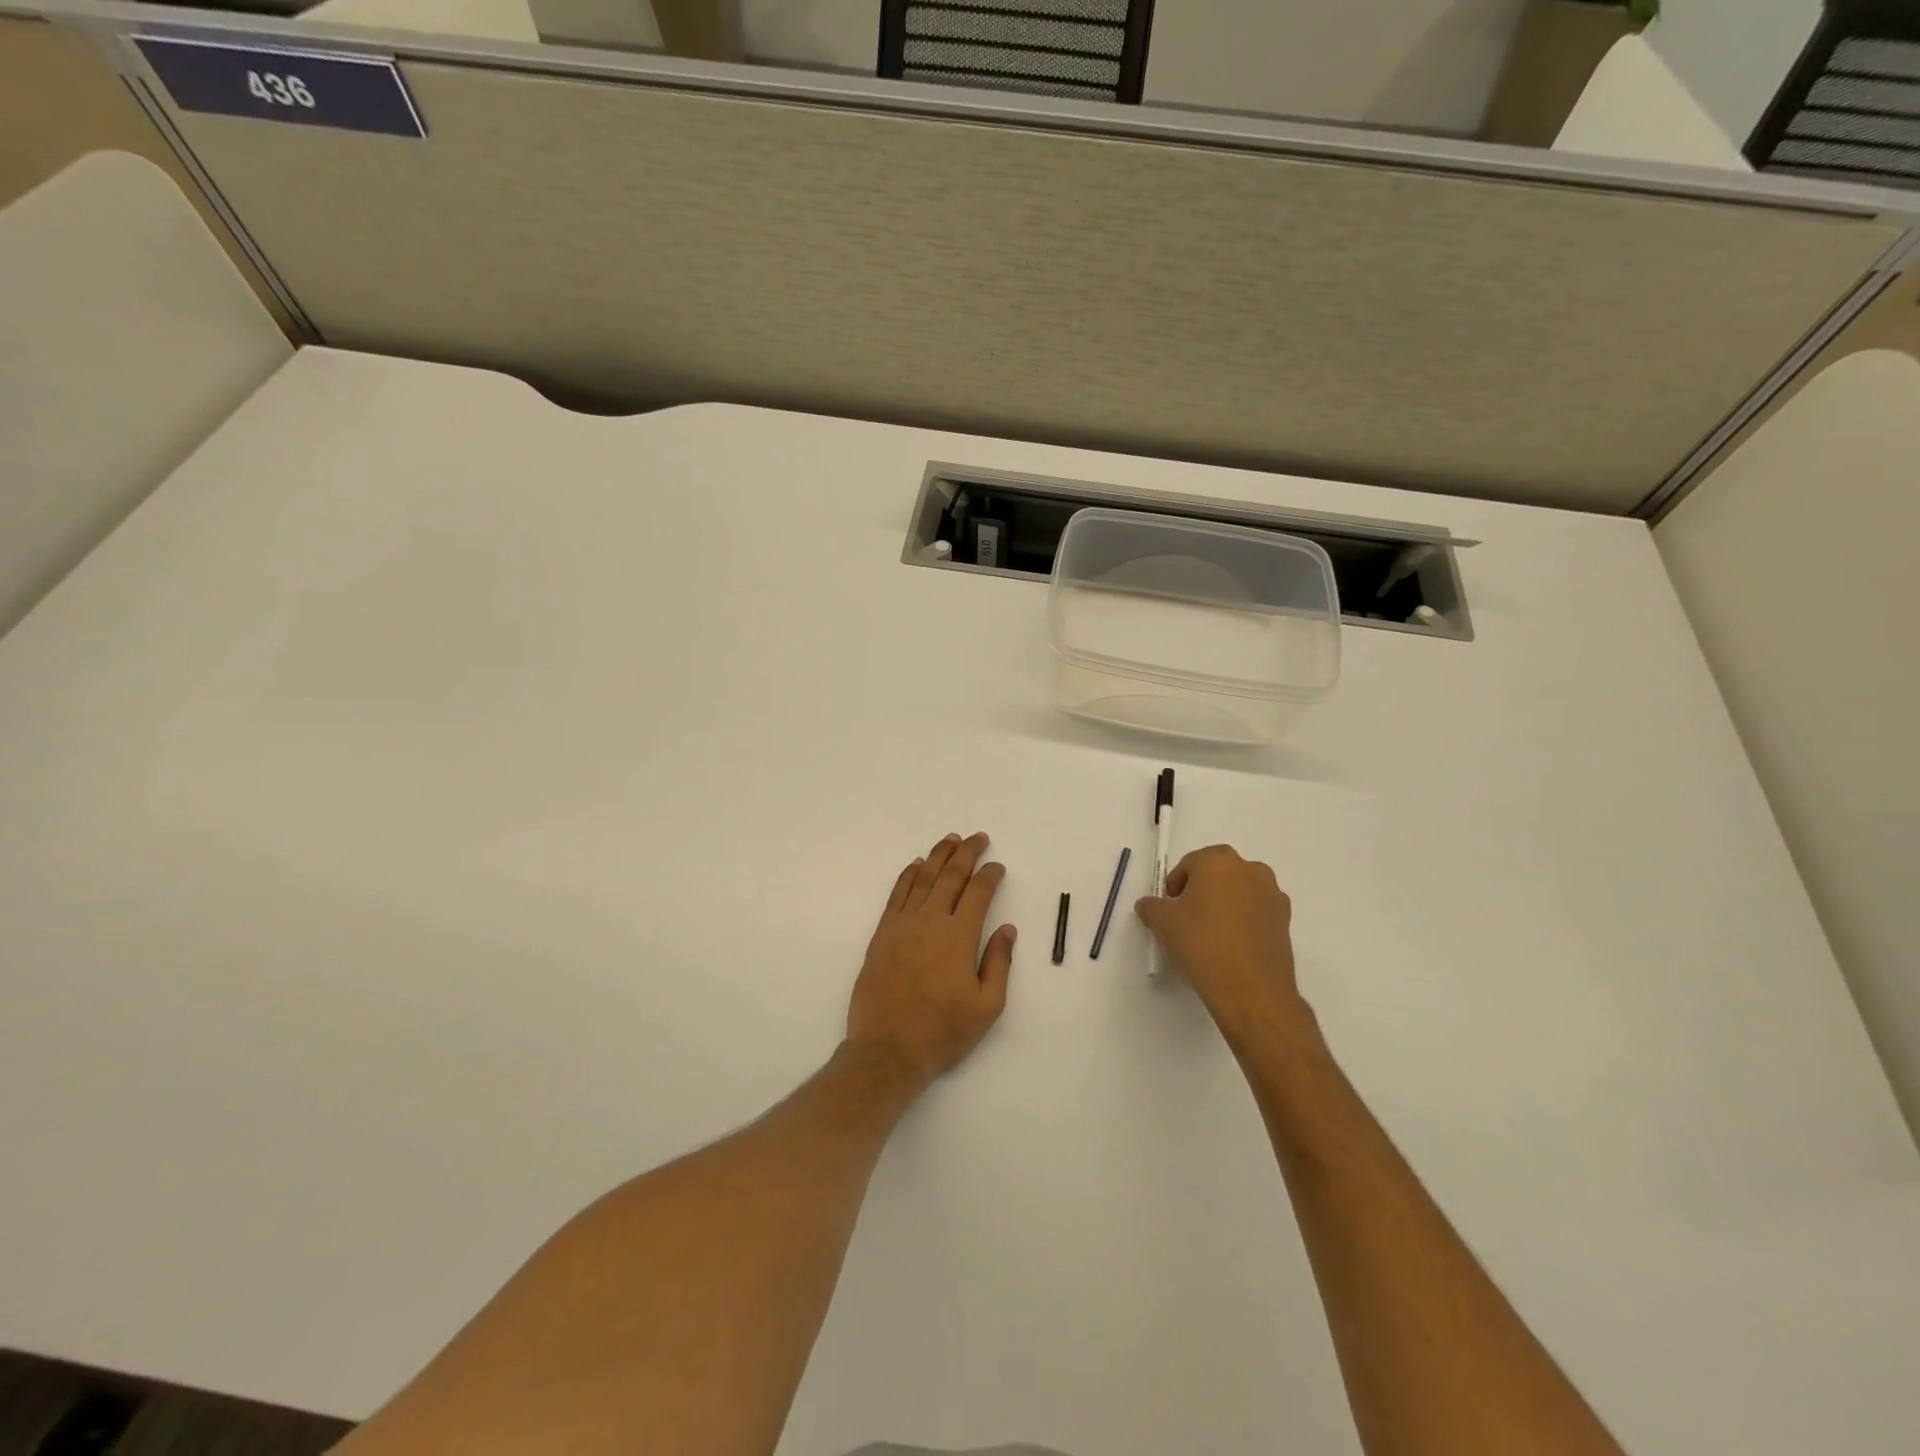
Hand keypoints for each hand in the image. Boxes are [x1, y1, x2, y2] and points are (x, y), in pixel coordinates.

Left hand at [846, 832, 1016, 1086]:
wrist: (887, 1049)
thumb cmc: (943, 1031)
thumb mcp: (987, 1006)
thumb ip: (998, 962)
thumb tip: (1007, 929)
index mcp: (959, 936)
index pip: (978, 893)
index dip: (990, 876)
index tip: (998, 867)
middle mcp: (931, 921)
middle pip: (951, 876)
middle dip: (967, 853)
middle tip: (978, 838)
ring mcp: (903, 925)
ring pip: (923, 879)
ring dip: (938, 856)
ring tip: (950, 840)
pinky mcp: (882, 934)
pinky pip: (897, 894)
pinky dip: (908, 875)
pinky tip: (916, 865)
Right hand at [1135, 845, 1311, 1045]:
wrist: (1251, 989)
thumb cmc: (1202, 943)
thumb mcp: (1162, 923)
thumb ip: (1151, 906)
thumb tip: (1149, 905)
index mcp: (1219, 860)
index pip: (1190, 864)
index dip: (1176, 885)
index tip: (1170, 908)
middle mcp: (1250, 869)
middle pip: (1218, 874)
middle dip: (1202, 891)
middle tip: (1188, 918)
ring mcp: (1273, 894)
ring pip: (1240, 892)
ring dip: (1225, 904)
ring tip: (1212, 934)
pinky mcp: (1286, 920)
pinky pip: (1257, 912)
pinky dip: (1244, 921)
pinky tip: (1232, 946)